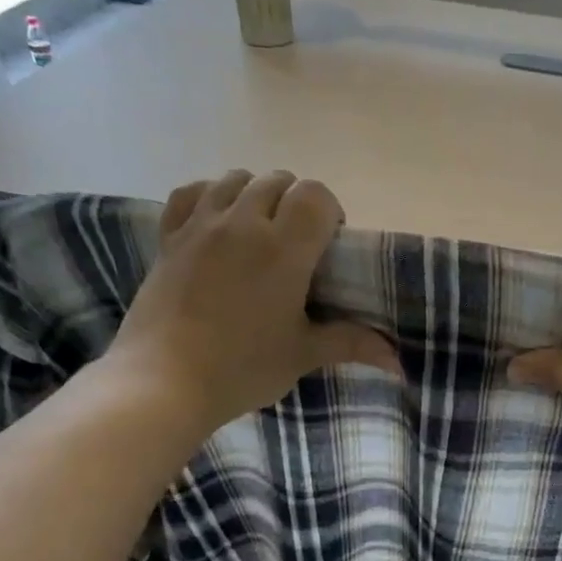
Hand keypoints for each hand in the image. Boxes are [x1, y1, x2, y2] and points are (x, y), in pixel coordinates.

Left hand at [105, 171, 399, 437]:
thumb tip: (399, 362)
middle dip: (296, 203)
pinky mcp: (170, 237)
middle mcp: (242, 223)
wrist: (162, 382)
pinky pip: (192, 192)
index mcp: (283, 248)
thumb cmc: (241, 368)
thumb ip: (351, 344)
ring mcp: (201, 225)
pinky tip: (217, 222)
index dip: (329, 211)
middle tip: (298, 246)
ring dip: (257, 194)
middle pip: (279, 181)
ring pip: (237, 179)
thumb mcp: (302, 354)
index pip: (315, 195)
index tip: (329, 245)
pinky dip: (211, 196)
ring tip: (259, 232)